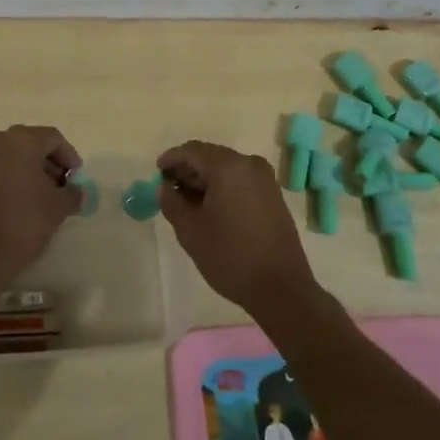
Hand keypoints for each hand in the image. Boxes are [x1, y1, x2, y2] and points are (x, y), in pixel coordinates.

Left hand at [0, 125, 81, 294]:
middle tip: (63, 186)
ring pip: (13, 155)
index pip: (53, 138)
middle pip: (32, 143)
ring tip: (45, 196)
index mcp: (21, 140)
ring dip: (32, 170)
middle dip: (50, 163)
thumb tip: (76, 191)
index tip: (77, 177)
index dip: (69, 156)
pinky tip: (24, 200)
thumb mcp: (58, 207)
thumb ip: (72, 193)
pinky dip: (14, 177)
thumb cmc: (23, 222)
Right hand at [157, 141, 319, 318]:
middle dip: (187, 170)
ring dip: (204, 180)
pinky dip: (222, 188)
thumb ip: (172, 203)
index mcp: (228, 167)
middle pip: (210, 157)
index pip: (192, 150)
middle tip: (169, 190)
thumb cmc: (231, 256)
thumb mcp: (191, 231)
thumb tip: (164, 188)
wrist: (282, 288)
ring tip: (187, 203)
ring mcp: (265, 180)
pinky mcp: (273, 196)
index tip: (156, 174)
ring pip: (226, 169)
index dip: (171, 159)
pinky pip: (240, 181)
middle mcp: (249, 164)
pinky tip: (211, 209)